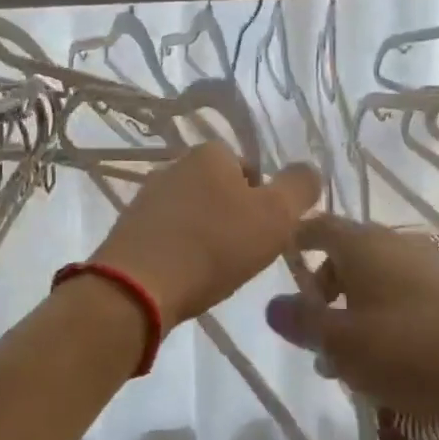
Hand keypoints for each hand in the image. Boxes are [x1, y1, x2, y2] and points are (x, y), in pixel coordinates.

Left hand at [92, 142, 321, 326]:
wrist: (138, 287)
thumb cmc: (214, 246)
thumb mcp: (275, 216)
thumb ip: (300, 187)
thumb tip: (309, 170)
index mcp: (210, 152)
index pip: (251, 170)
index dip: (264, 203)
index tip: (264, 235)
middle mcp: (175, 165)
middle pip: (222, 192)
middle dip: (234, 220)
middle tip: (242, 255)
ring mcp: (147, 196)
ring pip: (194, 214)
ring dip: (206, 237)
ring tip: (212, 271)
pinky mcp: (129, 228)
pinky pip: (169, 236)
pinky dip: (181, 252)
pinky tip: (185, 277)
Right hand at [263, 216, 438, 418]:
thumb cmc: (410, 348)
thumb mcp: (343, 343)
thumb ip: (303, 323)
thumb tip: (272, 305)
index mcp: (362, 245)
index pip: (318, 227)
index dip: (296, 241)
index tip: (281, 262)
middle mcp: (395, 243)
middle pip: (347, 257)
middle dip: (325, 293)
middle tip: (315, 336)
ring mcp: (430, 265)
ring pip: (377, 281)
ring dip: (356, 313)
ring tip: (351, 362)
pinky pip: (406, 296)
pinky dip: (388, 319)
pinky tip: (393, 362)